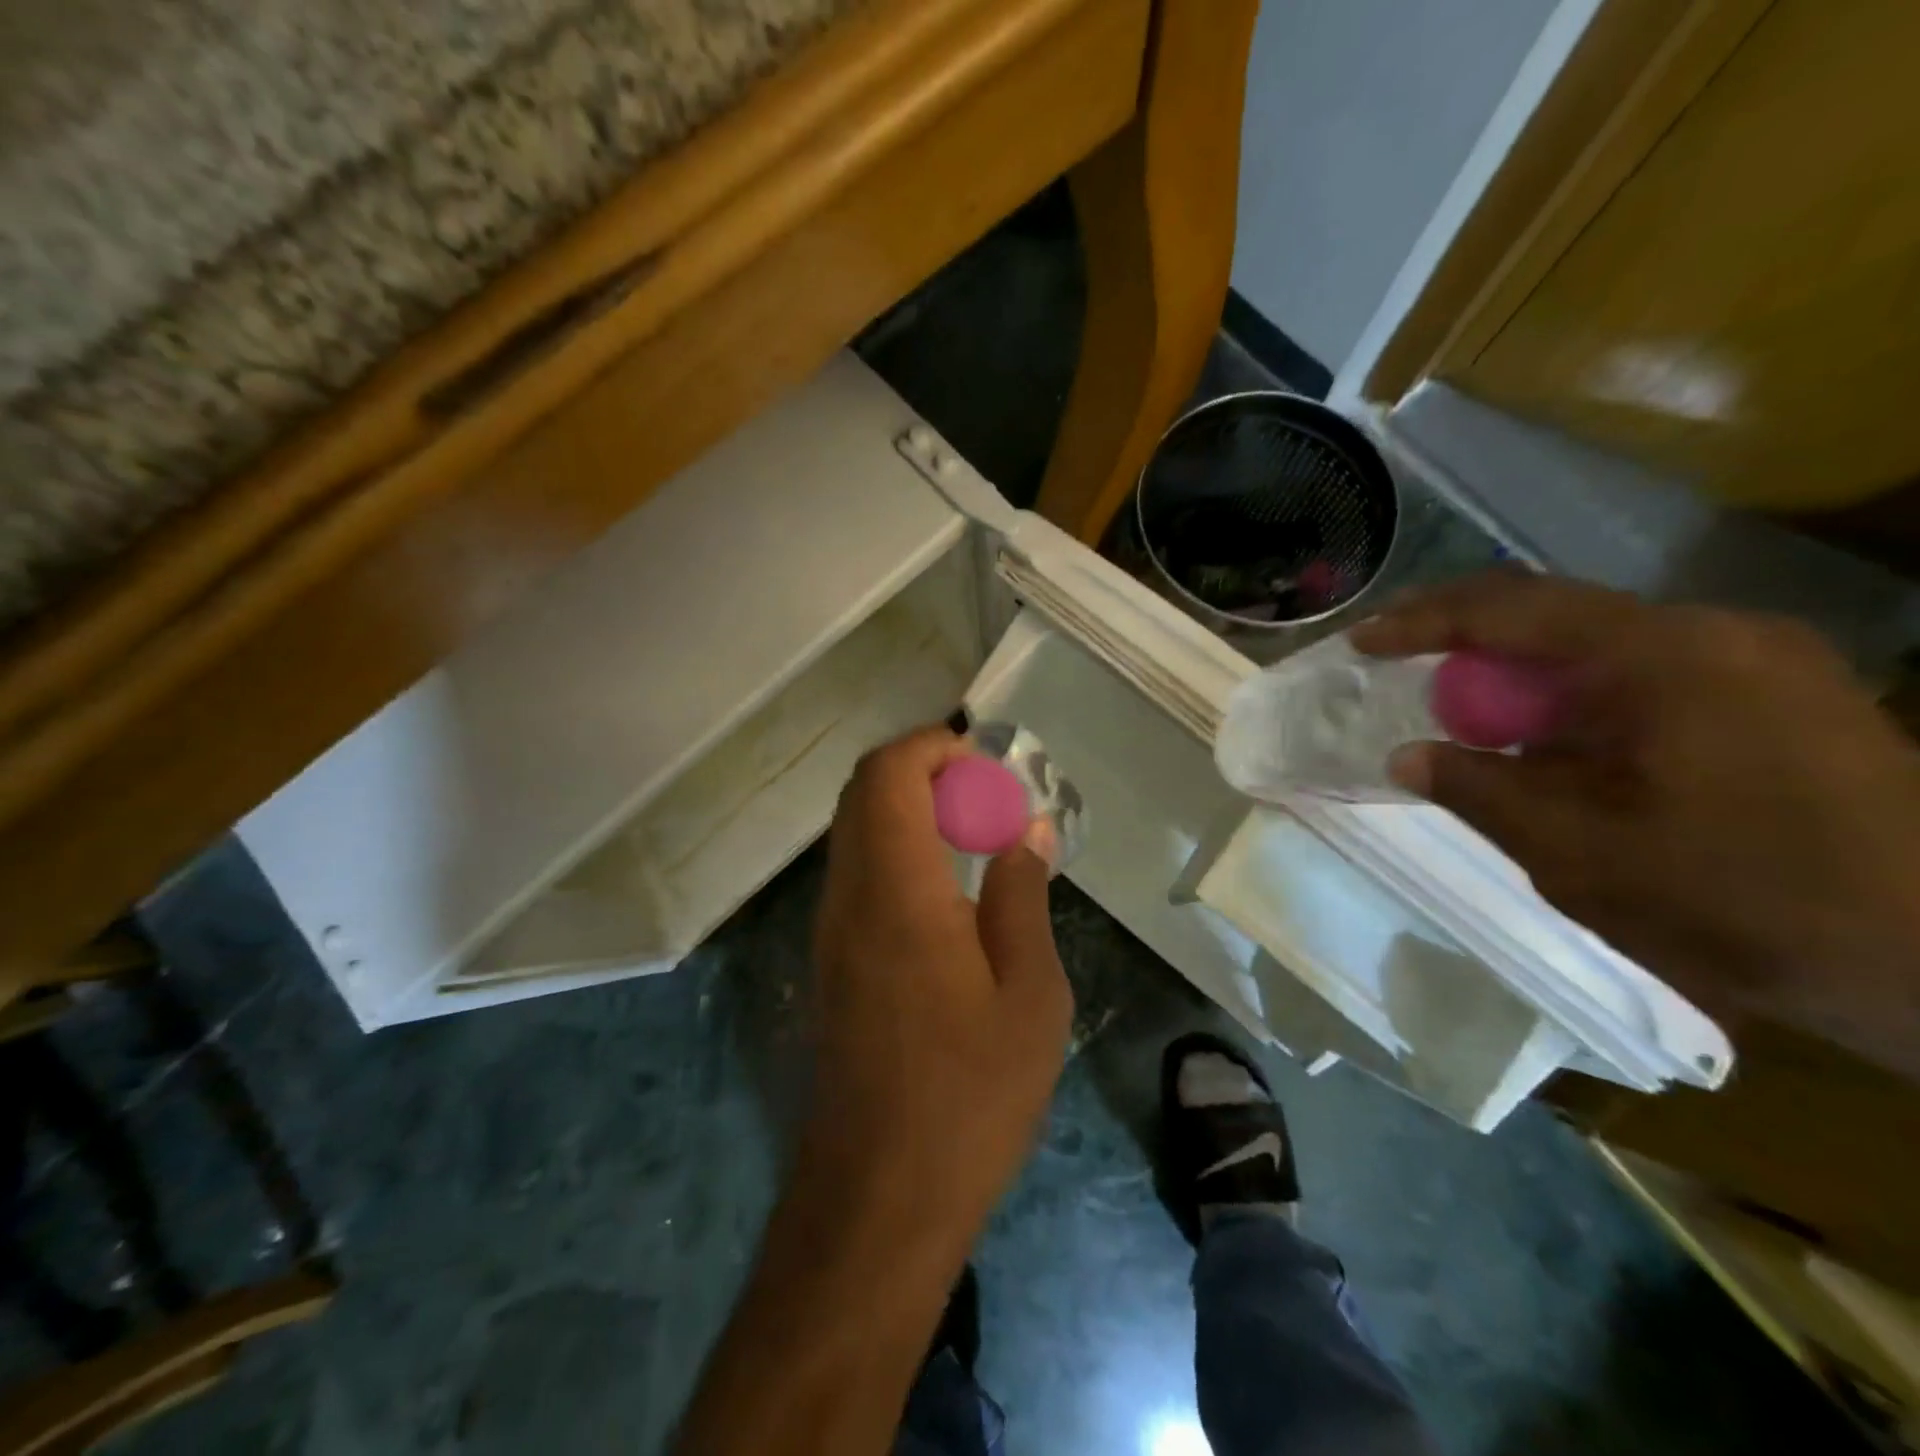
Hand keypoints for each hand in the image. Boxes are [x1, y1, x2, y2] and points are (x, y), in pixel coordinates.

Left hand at [804, 725, 1072, 1244]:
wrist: (878, 1196)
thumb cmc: (969, 1096)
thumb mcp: (1029, 995)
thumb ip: (1022, 896)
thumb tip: (1027, 829)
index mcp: (897, 892)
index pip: (888, 776)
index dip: (932, 748)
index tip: (986, 764)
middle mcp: (848, 896)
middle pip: (864, 793)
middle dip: (924, 772)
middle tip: (989, 799)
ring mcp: (831, 929)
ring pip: (857, 831)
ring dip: (910, 810)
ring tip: (976, 838)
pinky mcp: (831, 960)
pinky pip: (858, 872)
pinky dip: (898, 849)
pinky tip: (948, 892)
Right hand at [1352, 571, 1919, 1077]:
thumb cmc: (1744, 900)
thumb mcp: (1578, 853)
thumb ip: (1480, 790)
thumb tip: (1407, 756)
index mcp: (1665, 656)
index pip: (1513, 608)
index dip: (1423, 620)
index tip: (1362, 642)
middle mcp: (1713, 633)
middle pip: (1556, 616)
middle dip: (1467, 644)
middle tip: (1402, 671)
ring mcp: (1757, 659)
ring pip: (1600, 646)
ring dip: (1523, 677)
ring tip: (1474, 723)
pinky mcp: (1779, 693)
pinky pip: (1644, 674)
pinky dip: (1577, 699)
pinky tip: (1558, 746)